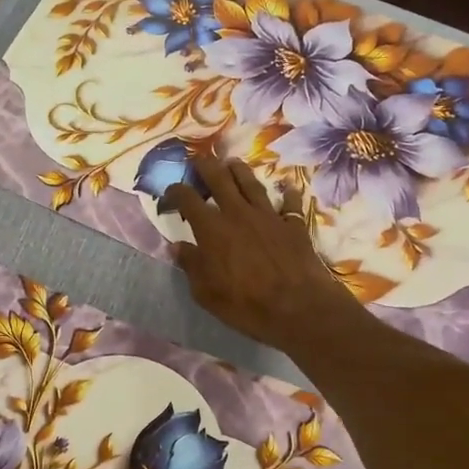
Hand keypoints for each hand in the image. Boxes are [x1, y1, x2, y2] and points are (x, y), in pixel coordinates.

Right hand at [166, 154, 361, 352]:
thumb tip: (177, 246)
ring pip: (251, 183)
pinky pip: (290, 202)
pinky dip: (288, 193)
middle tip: (199, 161)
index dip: (175, 191)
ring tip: (232, 163)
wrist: (298, 307)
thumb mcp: (206, 292)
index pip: (187, 199)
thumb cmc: (245, 303)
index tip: (170, 193)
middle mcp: (238, 213)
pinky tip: (287, 186)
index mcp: (212, 229)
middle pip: (219, 178)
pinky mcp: (293, 224)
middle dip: (205, 166)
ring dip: (239, 170)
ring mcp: (268, 216)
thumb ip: (191, 265)